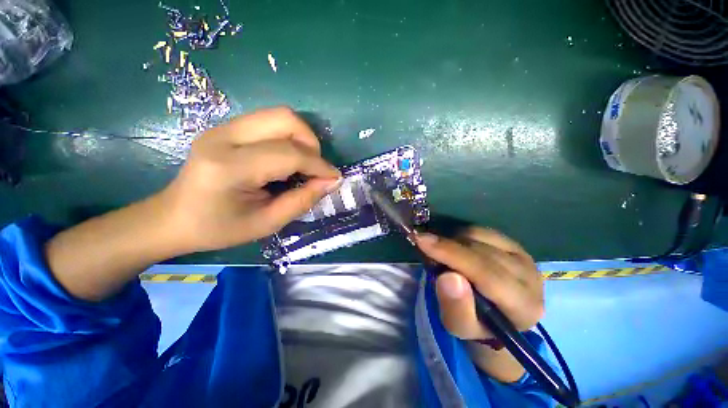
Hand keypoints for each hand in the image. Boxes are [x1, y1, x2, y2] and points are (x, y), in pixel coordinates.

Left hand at [157, 106, 341, 252]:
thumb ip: (302, 200)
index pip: (289, 154)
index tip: (334, 178)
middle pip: (285, 119)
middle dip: (311, 143)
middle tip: (315, 168)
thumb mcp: (267, 224)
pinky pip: (270, 122)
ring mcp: (223, 128)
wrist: (174, 217)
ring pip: (279, 115)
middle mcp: (225, 137)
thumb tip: (330, 182)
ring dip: (301, 138)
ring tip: (303, 164)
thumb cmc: (218, 228)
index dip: (319, 165)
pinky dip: (288, 138)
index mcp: (230, 167)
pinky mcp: (227, 128)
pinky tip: (286, 159)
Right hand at [415, 227, 543, 381]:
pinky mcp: (514, 244)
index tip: (422, 241)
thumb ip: (455, 307)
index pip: (486, 273)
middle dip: (447, 246)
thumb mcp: (459, 326)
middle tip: (425, 248)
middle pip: (481, 251)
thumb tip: (448, 276)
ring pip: (479, 236)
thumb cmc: (476, 324)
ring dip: (452, 241)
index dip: (452, 254)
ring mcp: (523, 256)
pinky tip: (455, 248)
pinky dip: (460, 236)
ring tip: (443, 254)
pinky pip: (480, 230)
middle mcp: (530, 277)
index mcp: (523, 306)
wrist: (496, 315)